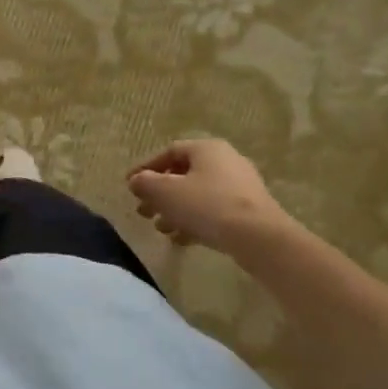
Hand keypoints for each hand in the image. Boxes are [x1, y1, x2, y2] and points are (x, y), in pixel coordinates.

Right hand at [126, 139, 293, 255]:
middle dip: (159, 194)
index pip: (169, 152)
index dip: (145, 168)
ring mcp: (240, 187)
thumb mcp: (166, 192)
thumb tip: (136, 181)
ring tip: (160, 228)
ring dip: (174, 210)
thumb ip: (145, 183)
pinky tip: (180, 239)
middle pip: (183, 175)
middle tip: (143, 211)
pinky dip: (194, 221)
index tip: (130, 185)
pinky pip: (213, 211)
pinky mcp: (248, 211)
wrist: (258, 237)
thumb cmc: (207, 205)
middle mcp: (226, 161)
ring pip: (197, 195)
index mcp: (207, 149)